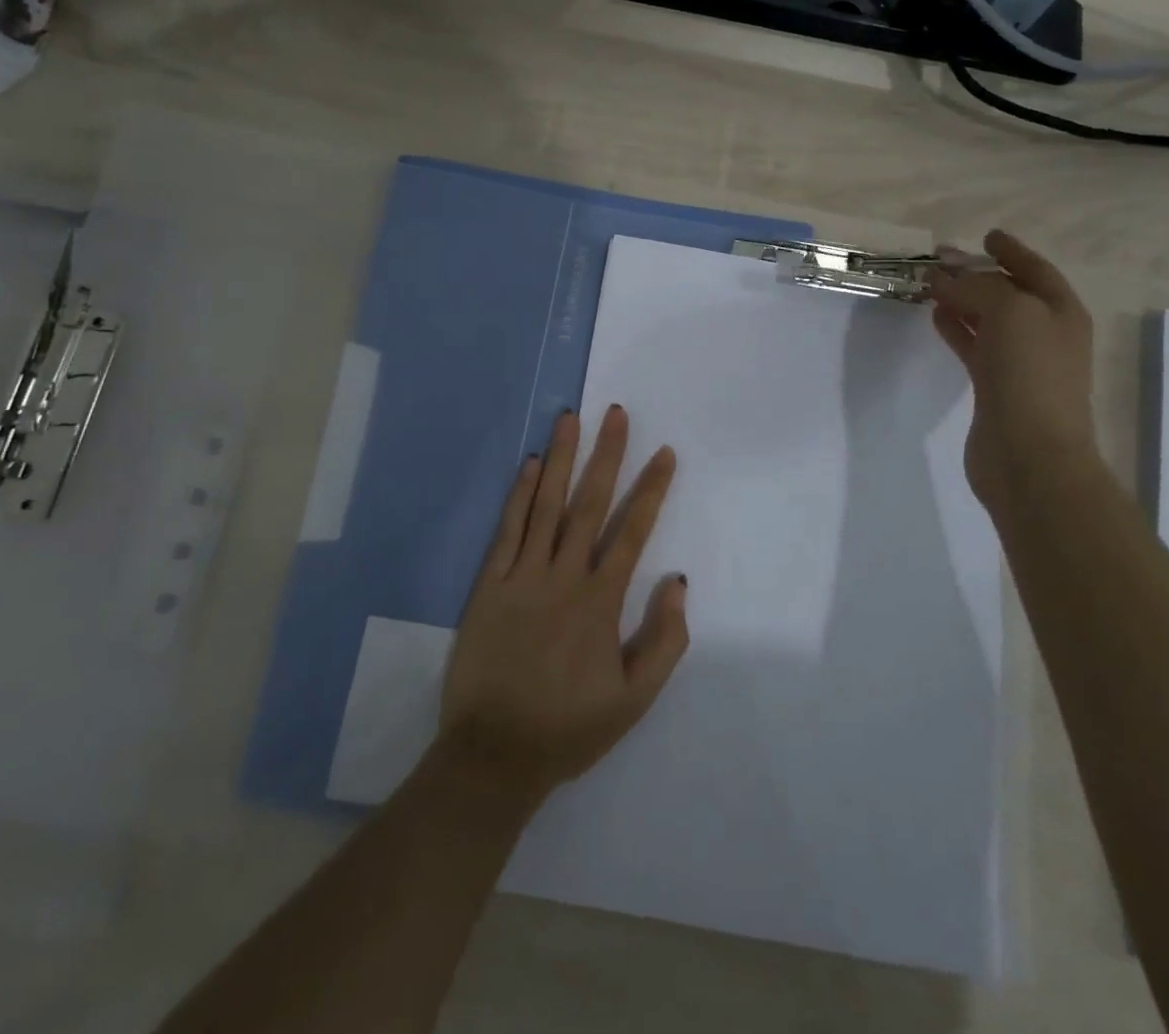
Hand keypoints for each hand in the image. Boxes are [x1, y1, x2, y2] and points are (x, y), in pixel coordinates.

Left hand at [438, 406, 687, 808]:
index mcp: (601, 602)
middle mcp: (564, 577)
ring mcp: (523, 576)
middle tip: (617, 413)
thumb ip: (664, 640)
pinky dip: (520, 495)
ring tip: (571, 418)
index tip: (665, 453)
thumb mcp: (635, 699)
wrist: (494, 755)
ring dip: (562, 459)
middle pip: (590, 504)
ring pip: (546, 505)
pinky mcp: (490, 584)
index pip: (633, 532)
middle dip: (607, 456)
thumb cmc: (569, 727)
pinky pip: (508, 530)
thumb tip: (679, 582)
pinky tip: (531, 464)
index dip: (651, 490)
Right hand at [925, 230, 1099, 508]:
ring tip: (930, 286)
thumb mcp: (1010, 313)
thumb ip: (977, 288)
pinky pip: (973, 346)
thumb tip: (945, 278)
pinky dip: (956, 329)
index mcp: (1061, 312)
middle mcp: (1045, 334)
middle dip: (979, 274)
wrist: (1030, 454)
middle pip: (1009, 294)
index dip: (1012, 251)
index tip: (986, 235)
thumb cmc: (1030, 375)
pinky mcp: (994, 388)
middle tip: (943, 260)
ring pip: (988, 320)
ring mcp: (1020, 363)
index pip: (1035, 270)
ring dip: (962, 301)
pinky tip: (935, 318)